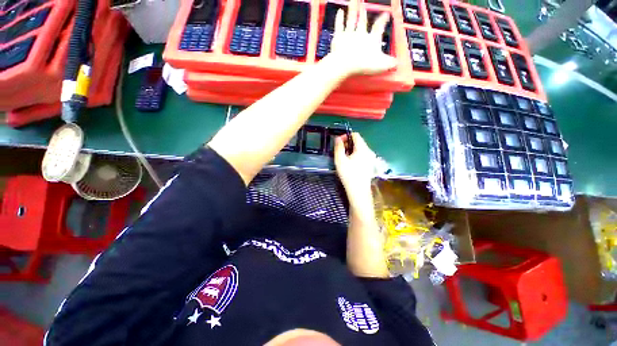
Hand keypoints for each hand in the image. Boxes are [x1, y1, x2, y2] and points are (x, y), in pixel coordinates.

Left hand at [327, 0, 397, 75]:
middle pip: (363, 21)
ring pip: (352, 19)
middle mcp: (360, 34)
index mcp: (371, 39)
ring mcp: (349, 34)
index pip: (379, 27)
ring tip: (354, 0)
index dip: (383, 20)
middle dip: (364, 13)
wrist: (345, 64)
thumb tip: (397, 63)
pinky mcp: (339, 37)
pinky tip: (340, 11)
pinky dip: (339, 18)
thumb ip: (390, 63)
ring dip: (353, 9)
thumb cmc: (363, 64)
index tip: (386, 14)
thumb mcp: (380, 65)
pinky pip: (339, 25)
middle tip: (364, 5)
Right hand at [334, 133, 376, 207]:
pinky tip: (350, 163)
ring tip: (344, 157)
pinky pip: (362, 155)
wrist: (358, 191)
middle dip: (348, 143)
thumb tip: (338, 138)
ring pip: (360, 148)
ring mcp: (371, 158)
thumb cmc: (348, 174)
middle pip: (358, 141)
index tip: (339, 142)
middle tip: (340, 151)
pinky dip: (356, 155)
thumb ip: (338, 147)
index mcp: (362, 149)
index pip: (356, 135)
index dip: (346, 136)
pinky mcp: (370, 164)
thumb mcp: (340, 160)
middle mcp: (369, 151)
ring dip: (351, 149)